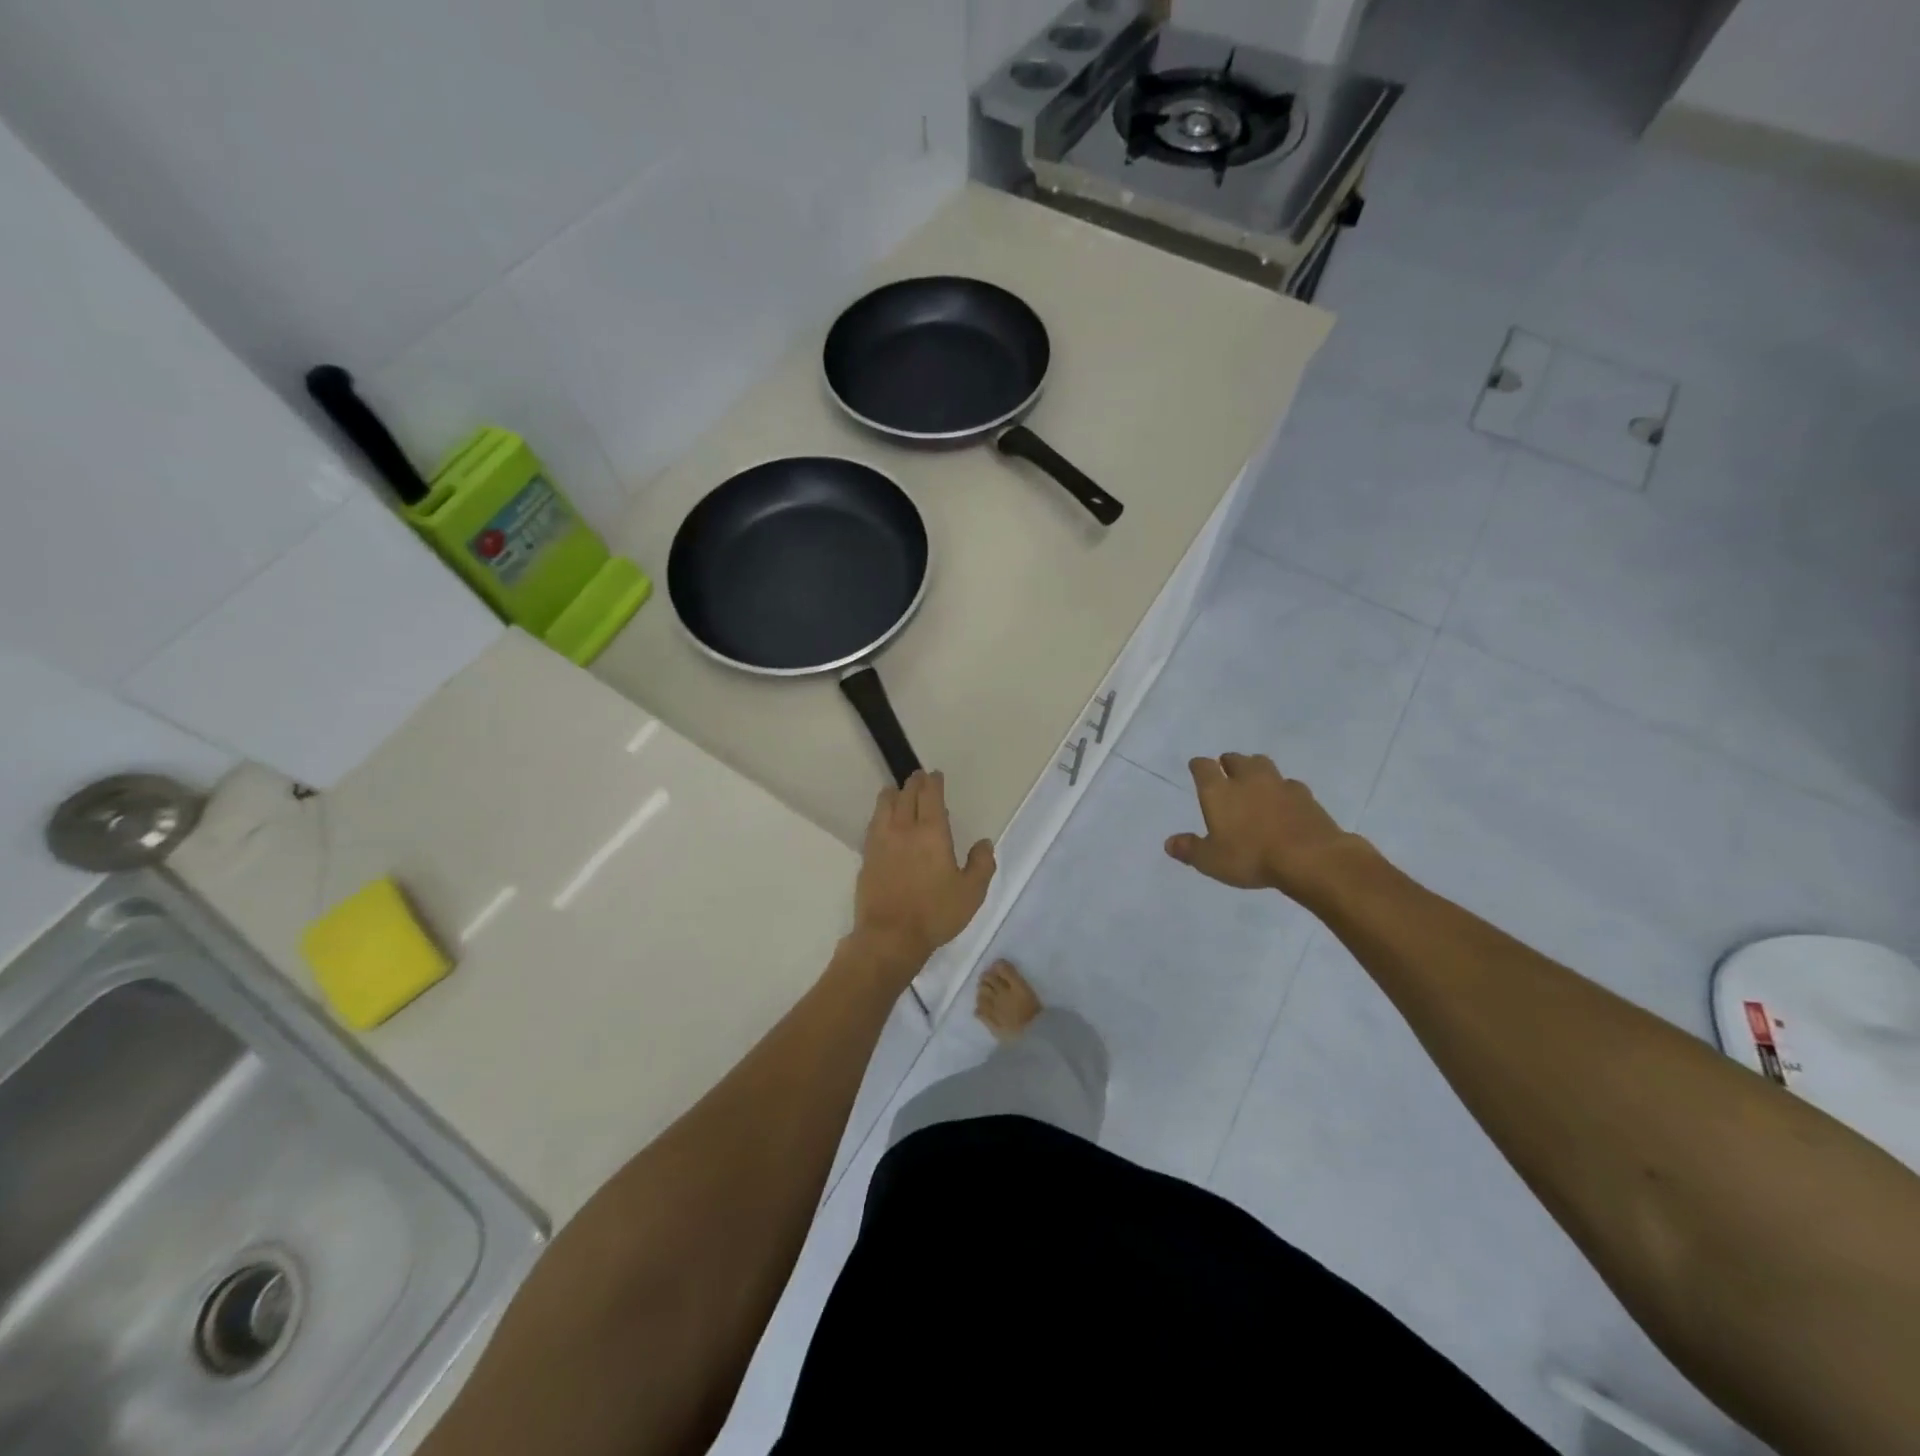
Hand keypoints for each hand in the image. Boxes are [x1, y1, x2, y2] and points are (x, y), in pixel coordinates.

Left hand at [851, 771, 994, 976]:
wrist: (890, 936)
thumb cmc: (935, 913)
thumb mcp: (971, 892)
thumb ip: (981, 864)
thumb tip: (983, 843)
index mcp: (932, 833)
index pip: (931, 797)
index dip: (933, 783)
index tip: (934, 775)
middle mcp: (904, 830)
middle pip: (906, 796)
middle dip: (913, 783)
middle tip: (918, 777)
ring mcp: (881, 842)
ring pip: (884, 806)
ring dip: (892, 794)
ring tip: (896, 792)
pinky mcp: (867, 857)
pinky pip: (873, 825)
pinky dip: (880, 815)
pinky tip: (882, 821)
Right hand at [1164, 753, 1358, 900]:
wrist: (1310, 857)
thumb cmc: (1251, 857)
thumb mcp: (1211, 861)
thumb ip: (1189, 849)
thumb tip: (1169, 843)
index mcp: (1218, 791)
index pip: (1203, 767)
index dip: (1199, 766)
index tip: (1197, 768)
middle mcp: (1247, 779)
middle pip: (1235, 759)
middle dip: (1228, 763)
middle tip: (1226, 772)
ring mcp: (1278, 784)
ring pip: (1263, 764)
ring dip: (1255, 768)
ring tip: (1254, 780)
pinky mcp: (1304, 795)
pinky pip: (1288, 784)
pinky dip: (1282, 789)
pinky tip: (1283, 801)